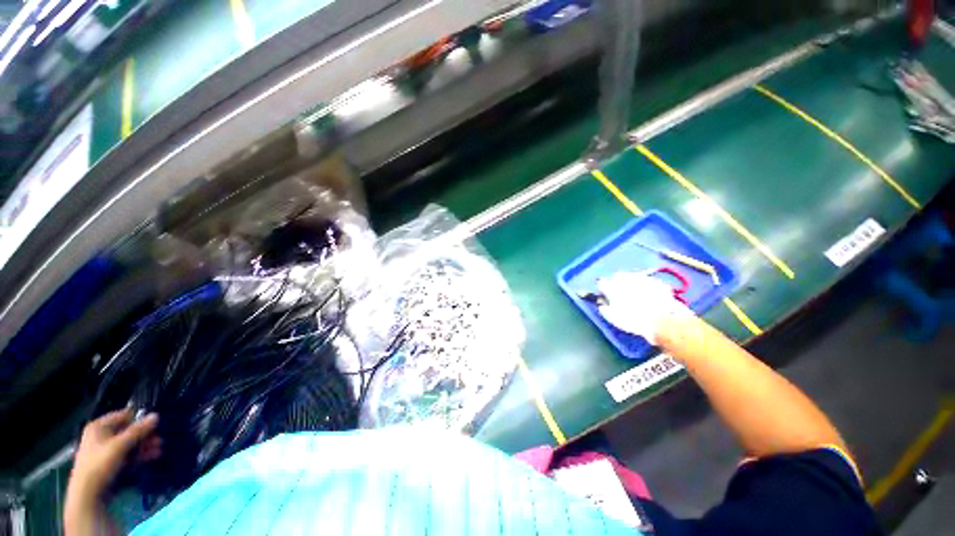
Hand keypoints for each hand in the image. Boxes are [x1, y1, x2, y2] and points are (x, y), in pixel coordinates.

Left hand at [69, 410, 160, 501]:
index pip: (123, 415)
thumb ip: (138, 430)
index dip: (139, 419)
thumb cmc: (100, 464)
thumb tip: (156, 415)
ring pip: (129, 444)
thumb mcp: (120, 446)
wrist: (88, 494)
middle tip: (159, 439)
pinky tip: (152, 457)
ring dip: (144, 446)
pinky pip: (127, 455)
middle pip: (127, 431)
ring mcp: (105, 450)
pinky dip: (139, 455)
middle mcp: (101, 435)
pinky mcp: (110, 463)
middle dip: (144, 436)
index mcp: (99, 426)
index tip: (155, 425)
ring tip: (159, 449)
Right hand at [597, 270, 692, 344]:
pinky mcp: (657, 282)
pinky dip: (646, 285)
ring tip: (634, 292)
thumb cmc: (633, 320)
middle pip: (618, 276)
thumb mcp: (614, 318)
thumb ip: (606, 310)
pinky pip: (648, 281)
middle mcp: (626, 279)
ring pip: (633, 276)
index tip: (604, 293)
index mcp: (612, 288)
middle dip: (616, 281)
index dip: (602, 288)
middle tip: (619, 291)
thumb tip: (603, 306)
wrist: (662, 320)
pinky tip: (649, 294)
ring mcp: (643, 279)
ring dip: (631, 281)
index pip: (602, 283)